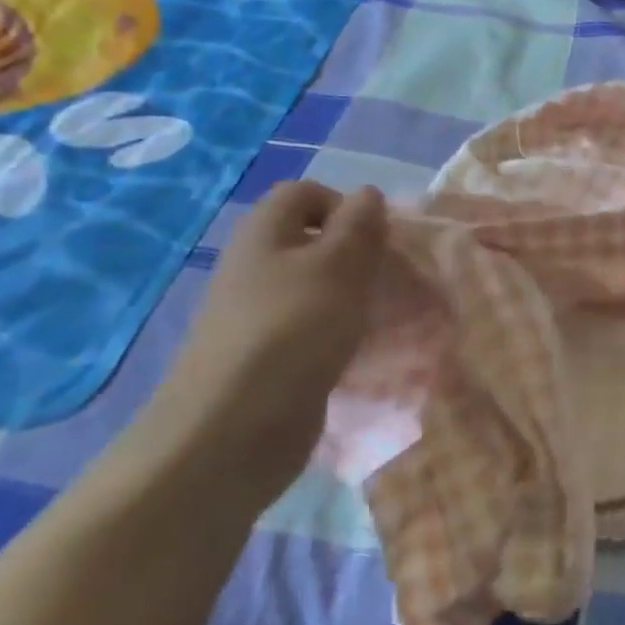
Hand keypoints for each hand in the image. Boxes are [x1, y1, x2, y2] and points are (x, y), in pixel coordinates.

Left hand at [131, 182, 387, 510]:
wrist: (233, 430)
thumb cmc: (292, 330)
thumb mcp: (339, 265)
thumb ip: (359, 225)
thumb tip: (367, 193)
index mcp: (264, 233)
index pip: (305, 193)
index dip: (345, 205)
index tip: (378, 239)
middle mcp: (256, 267)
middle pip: (313, 242)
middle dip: (358, 256)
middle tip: (391, 281)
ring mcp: (258, 316)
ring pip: (316, 289)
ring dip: (353, 298)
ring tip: (385, 318)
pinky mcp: (268, 359)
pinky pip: (311, 331)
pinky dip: (338, 335)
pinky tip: (362, 354)